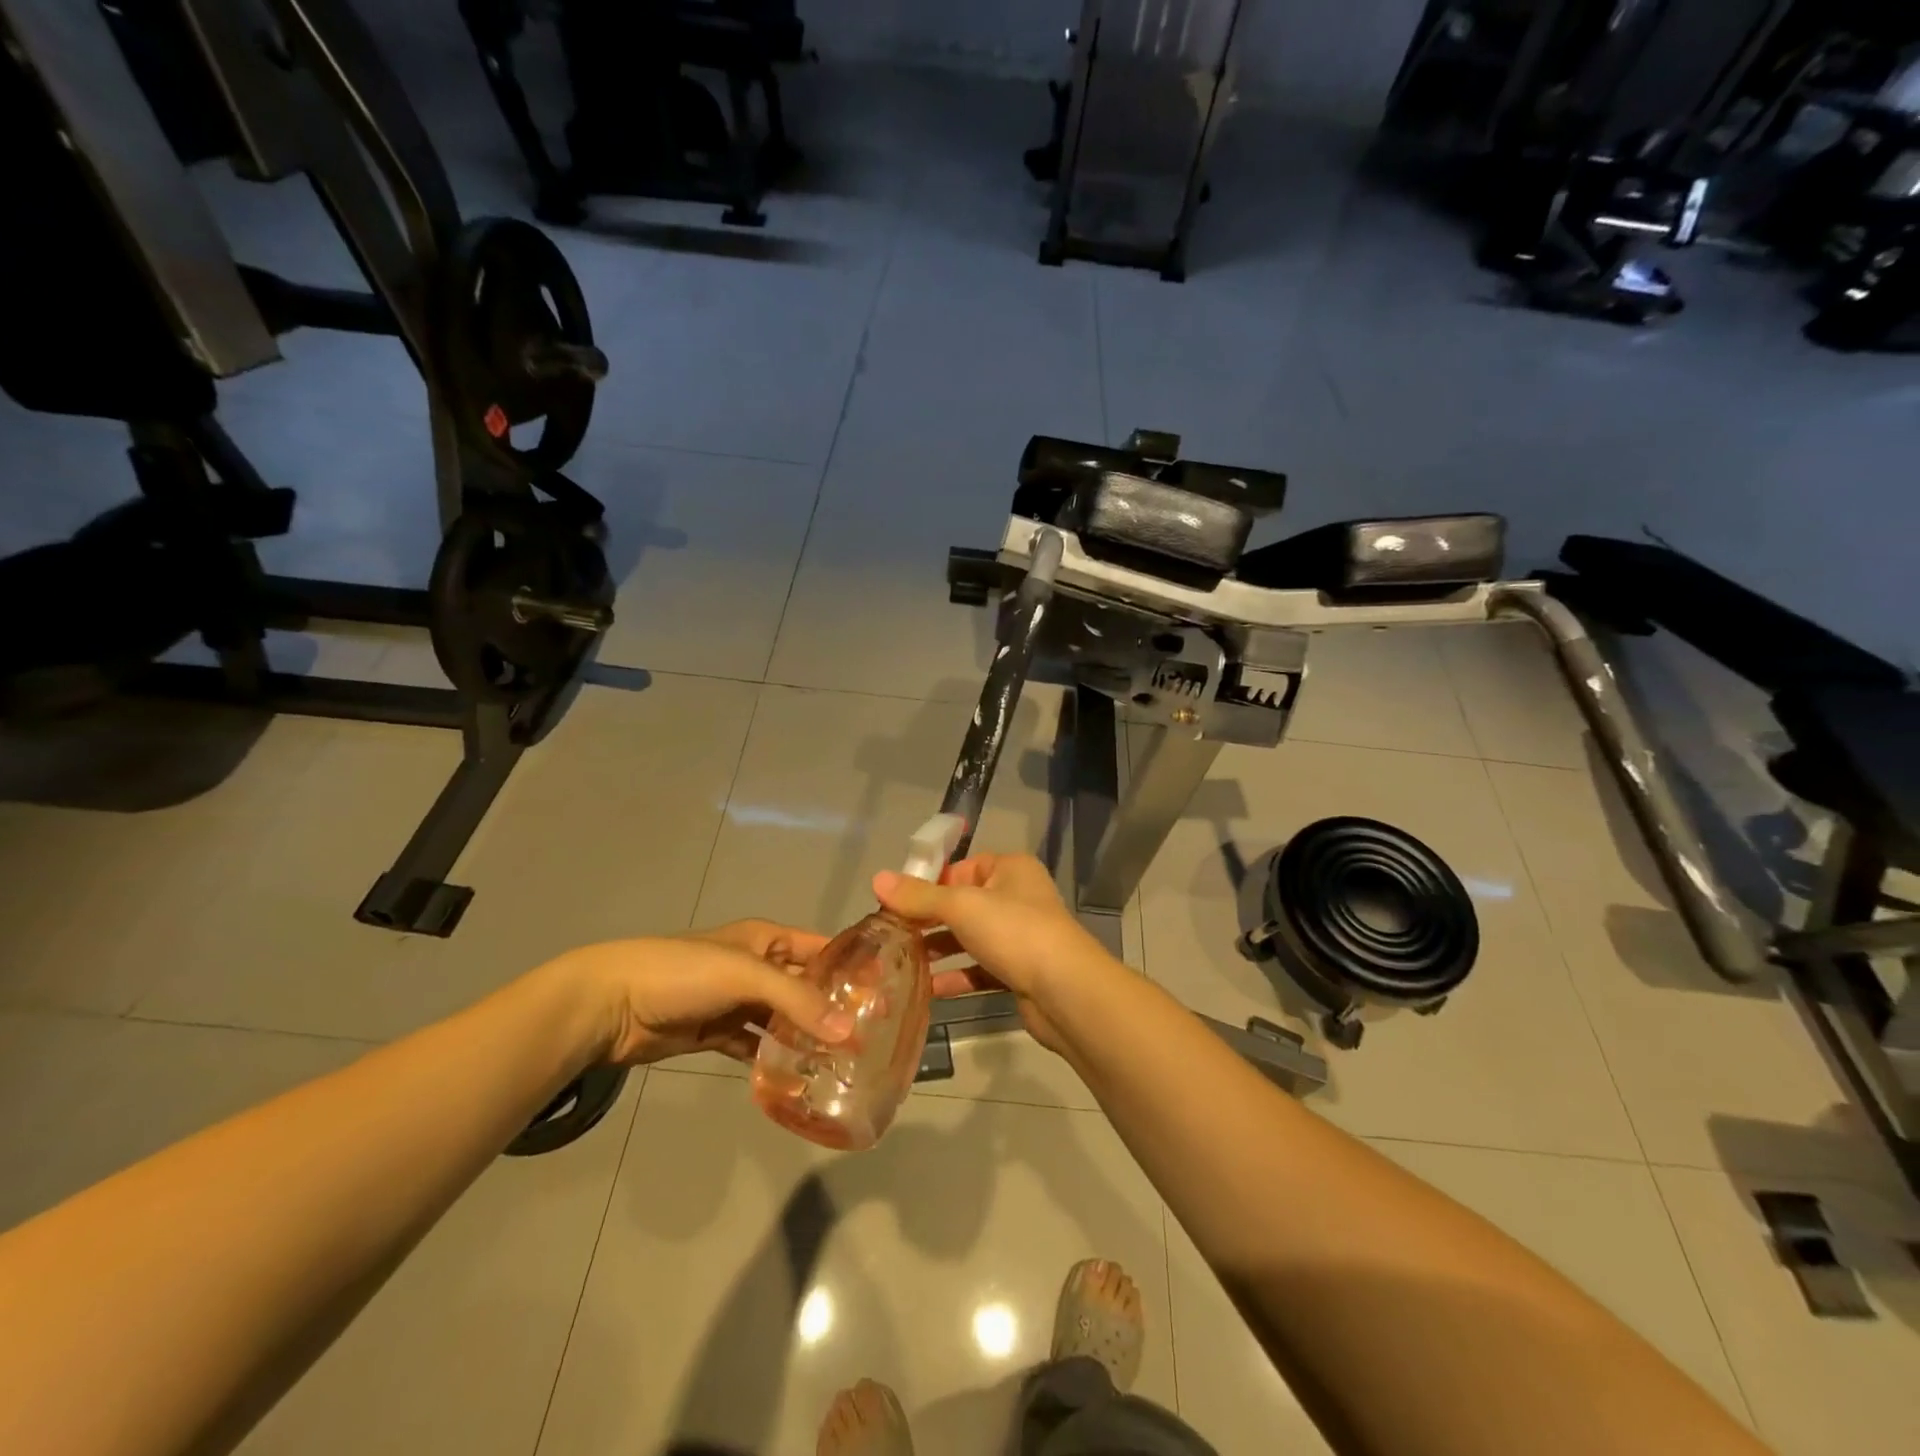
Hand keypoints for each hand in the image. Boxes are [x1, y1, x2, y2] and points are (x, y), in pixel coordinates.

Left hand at [562, 921, 852, 1065]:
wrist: (611, 1004)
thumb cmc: (683, 972)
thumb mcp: (745, 975)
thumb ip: (796, 1000)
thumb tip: (848, 1031)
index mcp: (768, 939)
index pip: (822, 948)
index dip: (852, 967)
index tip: (888, 994)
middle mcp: (758, 967)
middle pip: (805, 987)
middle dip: (833, 1009)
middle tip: (870, 1039)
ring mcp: (737, 1002)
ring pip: (782, 1020)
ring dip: (805, 1038)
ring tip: (842, 1063)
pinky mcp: (717, 1033)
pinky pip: (755, 1045)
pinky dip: (773, 1058)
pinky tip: (797, 1077)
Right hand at [873, 853, 1119, 1055]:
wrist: (1066, 992)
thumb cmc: (1015, 932)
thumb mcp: (961, 906)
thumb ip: (919, 896)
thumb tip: (877, 879)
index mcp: (1010, 869)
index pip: (962, 867)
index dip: (930, 883)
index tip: (896, 903)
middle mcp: (1017, 897)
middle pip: (963, 904)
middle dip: (929, 920)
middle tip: (891, 936)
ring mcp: (1020, 936)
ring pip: (970, 938)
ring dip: (939, 950)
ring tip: (901, 963)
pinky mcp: (1020, 971)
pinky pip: (980, 969)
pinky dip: (957, 976)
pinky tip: (929, 990)